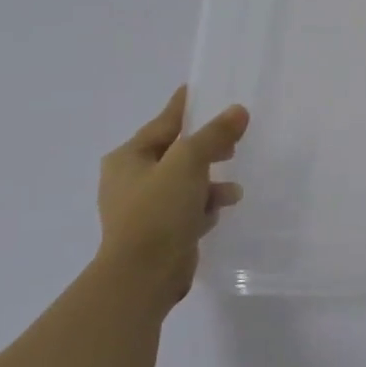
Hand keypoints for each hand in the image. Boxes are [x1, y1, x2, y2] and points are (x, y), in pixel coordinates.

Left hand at [96, 88, 248, 308]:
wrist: (142, 276)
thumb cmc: (158, 210)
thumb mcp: (189, 162)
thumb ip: (214, 135)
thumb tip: (237, 111)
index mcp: (127, 158)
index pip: (163, 123)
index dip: (183, 107)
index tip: (198, 90)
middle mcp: (130, 180)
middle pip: (177, 153)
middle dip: (207, 150)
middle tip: (233, 143)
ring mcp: (142, 208)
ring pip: (185, 183)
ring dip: (210, 184)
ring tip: (233, 191)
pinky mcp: (157, 233)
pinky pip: (186, 209)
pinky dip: (203, 207)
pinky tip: (218, 212)